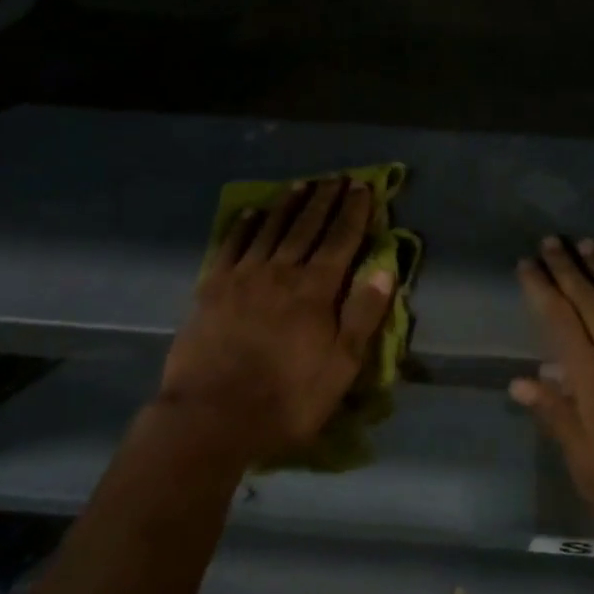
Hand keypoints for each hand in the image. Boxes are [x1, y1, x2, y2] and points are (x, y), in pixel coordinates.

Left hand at [158, 180, 394, 462]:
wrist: (210, 417)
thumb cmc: (285, 398)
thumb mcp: (340, 367)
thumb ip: (363, 315)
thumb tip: (383, 268)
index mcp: (316, 289)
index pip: (341, 239)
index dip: (354, 211)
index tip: (363, 187)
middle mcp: (282, 271)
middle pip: (308, 226)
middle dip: (325, 199)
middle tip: (337, 177)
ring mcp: (244, 276)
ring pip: (271, 229)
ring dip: (289, 204)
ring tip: (302, 184)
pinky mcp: (212, 288)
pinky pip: (232, 245)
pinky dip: (243, 226)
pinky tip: (250, 212)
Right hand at [512, 238, 593, 572]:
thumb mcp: (586, 465)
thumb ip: (556, 416)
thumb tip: (520, 380)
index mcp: (591, 379)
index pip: (558, 320)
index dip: (541, 289)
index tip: (528, 264)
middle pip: (589, 301)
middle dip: (568, 268)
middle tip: (553, 241)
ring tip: (590, 243)